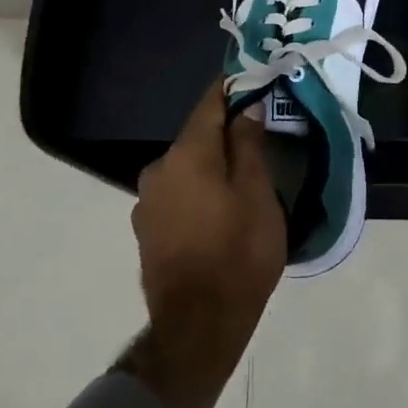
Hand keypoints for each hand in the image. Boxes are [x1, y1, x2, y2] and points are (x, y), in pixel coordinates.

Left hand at [126, 82, 285, 407]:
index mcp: (186, 154)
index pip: (210, 103)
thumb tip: (247, 106)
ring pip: (187, 166)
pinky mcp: (146, 228)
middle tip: (260, 135)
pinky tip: (220, 207)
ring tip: (243, 175)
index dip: (233, 87)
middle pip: (197, 136)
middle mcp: (159, 168)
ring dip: (212, 164)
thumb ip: (248, 145)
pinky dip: (199, 189)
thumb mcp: (257, 195)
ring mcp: (147, 200)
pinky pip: (178, 192)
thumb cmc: (238, 255)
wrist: (197, 328)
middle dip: (226, 131)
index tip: (255, 79)